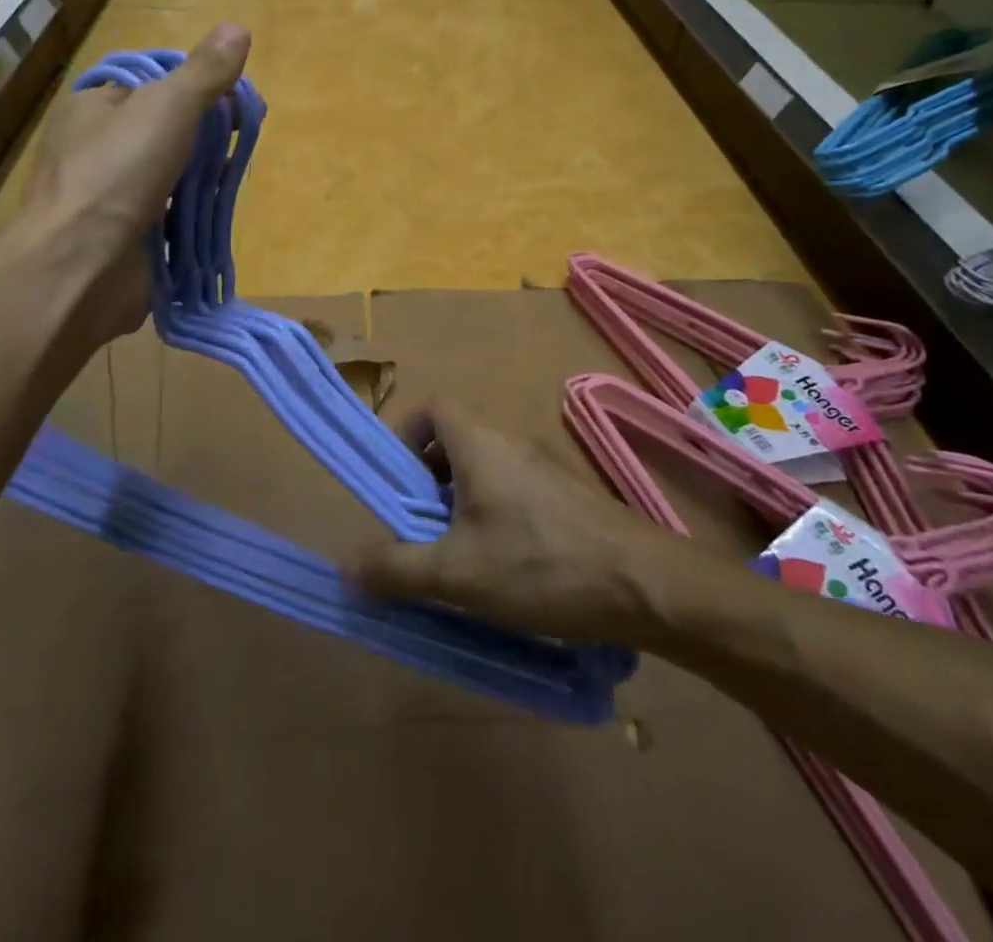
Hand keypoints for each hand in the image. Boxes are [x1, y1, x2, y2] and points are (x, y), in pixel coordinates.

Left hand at [0, 24, 250, 346]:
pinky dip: (190, 214)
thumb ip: (204, 74)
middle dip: (202, 138)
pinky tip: (213, 213)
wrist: (79, 269)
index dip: (194, 88)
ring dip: (198, 178)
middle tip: (238, 142)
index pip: (150, 85)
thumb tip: (239, 28)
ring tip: (232, 177)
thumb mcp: (166, 109)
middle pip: (161, 131)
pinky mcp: (122, 236)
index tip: (232, 103)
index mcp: (92, 107)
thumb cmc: (116, 175)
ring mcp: (107, 196)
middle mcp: (94, 147)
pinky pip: (166, 215)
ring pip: (166, 175)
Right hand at [349, 400, 678, 647]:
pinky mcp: (570, 496)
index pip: (432, 407)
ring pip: (487, 469)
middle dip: (428, 481)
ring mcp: (547, 467)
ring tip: (459, 556)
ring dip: (462, 503)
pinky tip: (506, 568)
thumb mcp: (457, 574)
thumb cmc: (541, 565)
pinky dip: (496, 515)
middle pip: (456, 441)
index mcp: (480, 443)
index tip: (398, 484)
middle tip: (421, 531)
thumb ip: (396, 569)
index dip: (406, 435)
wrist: (647, 585)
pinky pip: (517, 490)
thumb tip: (344, 567)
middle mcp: (512, 442)